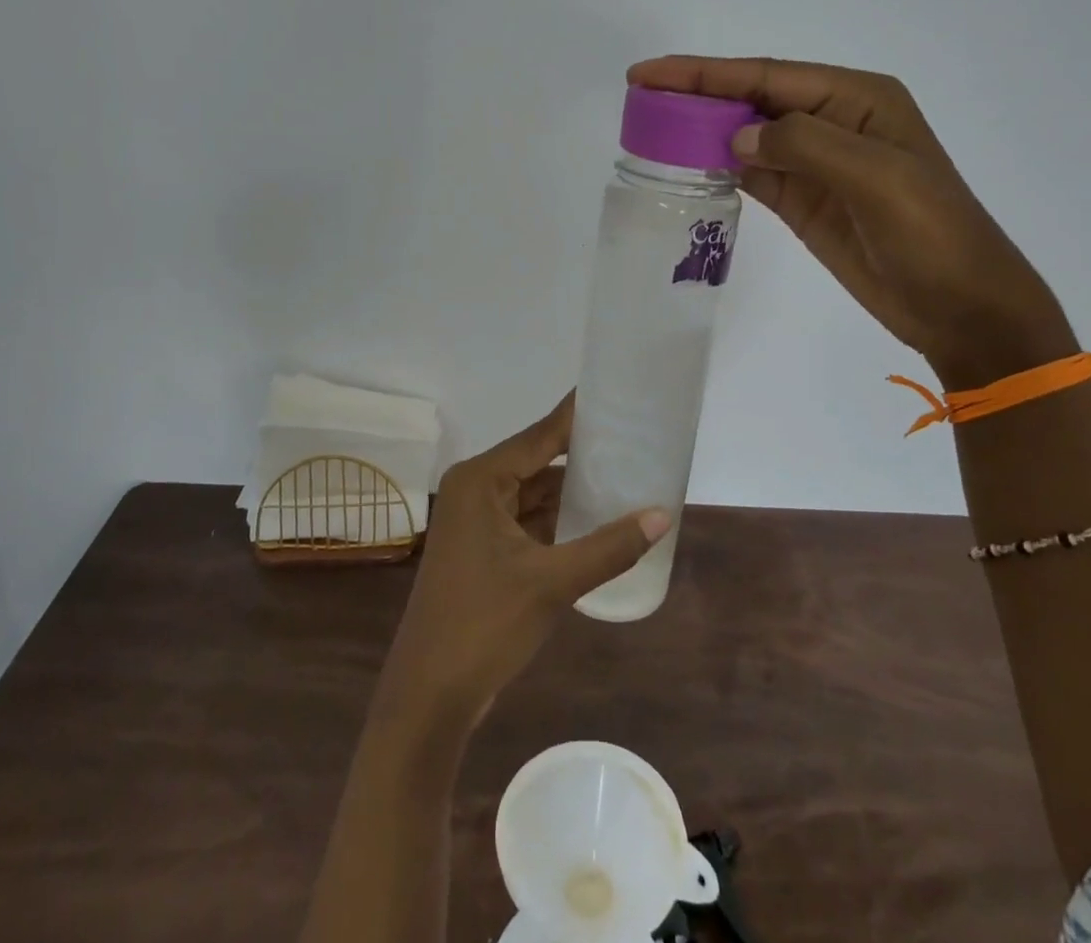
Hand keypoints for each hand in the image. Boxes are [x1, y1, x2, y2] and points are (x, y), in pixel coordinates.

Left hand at [377, 395, 668, 728]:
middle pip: (537, 460)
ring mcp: (475, 520)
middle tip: (632, 439)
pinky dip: (557, 519)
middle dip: (581, 454)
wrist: (428, 697)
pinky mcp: (481, 549)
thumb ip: (609, 546)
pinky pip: (526, 520)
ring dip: (571, 490)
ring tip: (624, 474)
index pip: (540, 435)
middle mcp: (474, 489)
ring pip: (533, 493)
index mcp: (481, 480)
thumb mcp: (552, 583)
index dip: (577, 416)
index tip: (614, 393)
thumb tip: (663, 516)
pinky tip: (595, 519)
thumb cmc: (483, 626)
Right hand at [630, 56, 1076, 388]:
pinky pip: (752, 172)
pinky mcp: (804, 200)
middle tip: (638, 96)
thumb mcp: (878, 179)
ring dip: (702, 129)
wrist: (960, 307)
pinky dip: (718, 165)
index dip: (704, 72)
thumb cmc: (932, 234)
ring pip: (747, 134)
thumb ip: (805, 146)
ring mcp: (817, 163)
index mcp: (856, 98)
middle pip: (751, 98)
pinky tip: (687, 163)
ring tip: (650, 127)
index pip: (767, 75)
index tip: (649, 73)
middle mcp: (832, 121)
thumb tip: (736, 135)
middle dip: (696, 94)